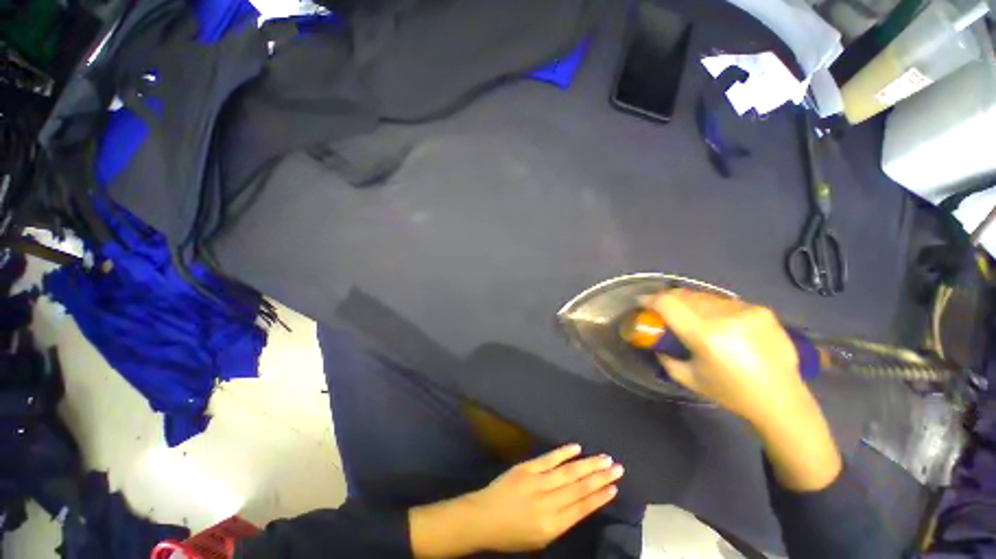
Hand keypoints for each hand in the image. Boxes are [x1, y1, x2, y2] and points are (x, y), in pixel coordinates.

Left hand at [409, 444, 622, 556]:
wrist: (483, 518)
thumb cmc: (512, 533)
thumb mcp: (539, 539)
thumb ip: (560, 521)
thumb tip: (580, 504)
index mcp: (552, 526)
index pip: (582, 509)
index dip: (599, 497)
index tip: (614, 488)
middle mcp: (548, 503)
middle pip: (579, 488)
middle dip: (600, 478)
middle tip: (617, 467)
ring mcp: (537, 482)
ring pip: (568, 472)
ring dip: (588, 464)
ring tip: (604, 458)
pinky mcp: (526, 467)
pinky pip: (549, 458)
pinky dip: (564, 452)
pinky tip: (577, 447)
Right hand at [643, 289, 807, 427]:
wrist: (781, 399)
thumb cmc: (730, 392)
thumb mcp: (687, 378)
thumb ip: (665, 355)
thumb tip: (655, 339)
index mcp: (705, 336)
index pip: (668, 304)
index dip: (650, 300)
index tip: (641, 302)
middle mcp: (725, 317)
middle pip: (684, 295)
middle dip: (667, 300)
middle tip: (662, 310)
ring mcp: (745, 310)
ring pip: (703, 296)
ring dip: (689, 303)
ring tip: (689, 316)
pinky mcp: (760, 309)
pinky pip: (723, 302)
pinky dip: (711, 308)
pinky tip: (716, 322)